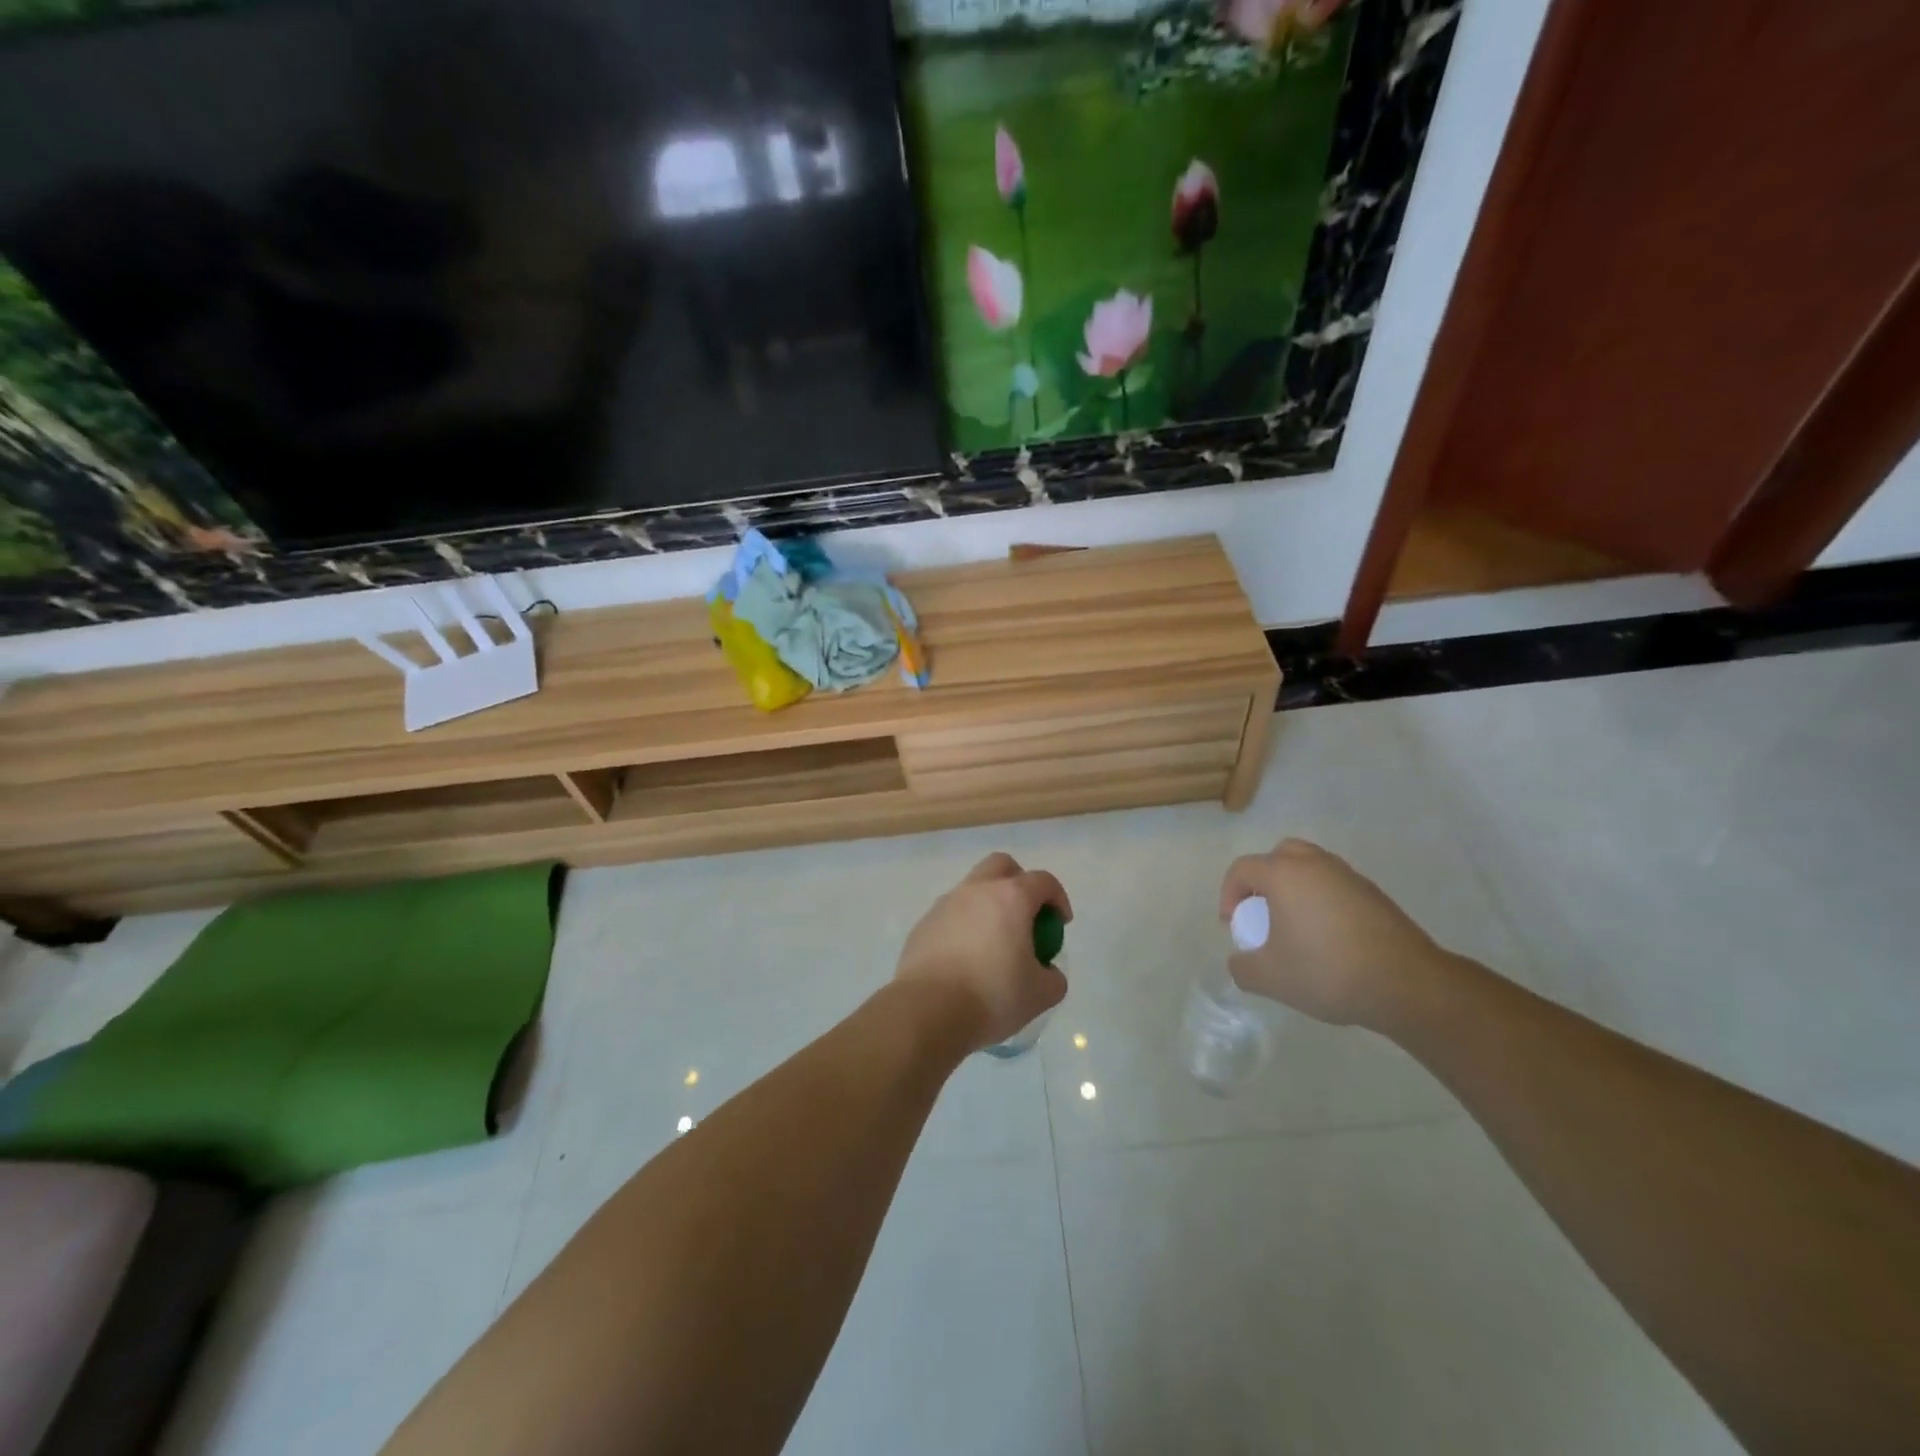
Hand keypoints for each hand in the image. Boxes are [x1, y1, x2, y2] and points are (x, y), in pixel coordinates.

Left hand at [896, 852, 1070, 1053]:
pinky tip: (965, 960)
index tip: (1060, 923)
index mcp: (1011, 897)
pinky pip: (951, 915)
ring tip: (994, 944)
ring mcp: (945, 904)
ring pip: (972, 889)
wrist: (928, 1010)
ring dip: (988, 906)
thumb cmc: (992, 995)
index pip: (1043, 881)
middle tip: (1025, 917)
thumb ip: (1053, 977)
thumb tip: (1046, 971)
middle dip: (1019, 883)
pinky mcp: (923, 924)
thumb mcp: (1040, 994)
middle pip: (1002, 866)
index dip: (1058, 898)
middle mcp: (976, 890)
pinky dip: (964, 926)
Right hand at [1219, 839, 1451, 1030]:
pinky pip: (1335, 886)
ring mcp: (1349, 876)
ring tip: (1296, 926)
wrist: (1407, 984)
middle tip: (1263, 912)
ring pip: (1311, 868)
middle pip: (1279, 856)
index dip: (1229, 895)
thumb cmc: (1328, 971)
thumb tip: (1241, 962)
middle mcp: (1316, 864)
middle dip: (1264, 880)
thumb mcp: (1270, 978)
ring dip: (1295, 888)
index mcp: (1284, 874)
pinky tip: (1329, 938)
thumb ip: (1242, 968)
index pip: (1242, 869)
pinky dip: (1323, 901)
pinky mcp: (1375, 894)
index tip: (1234, 926)